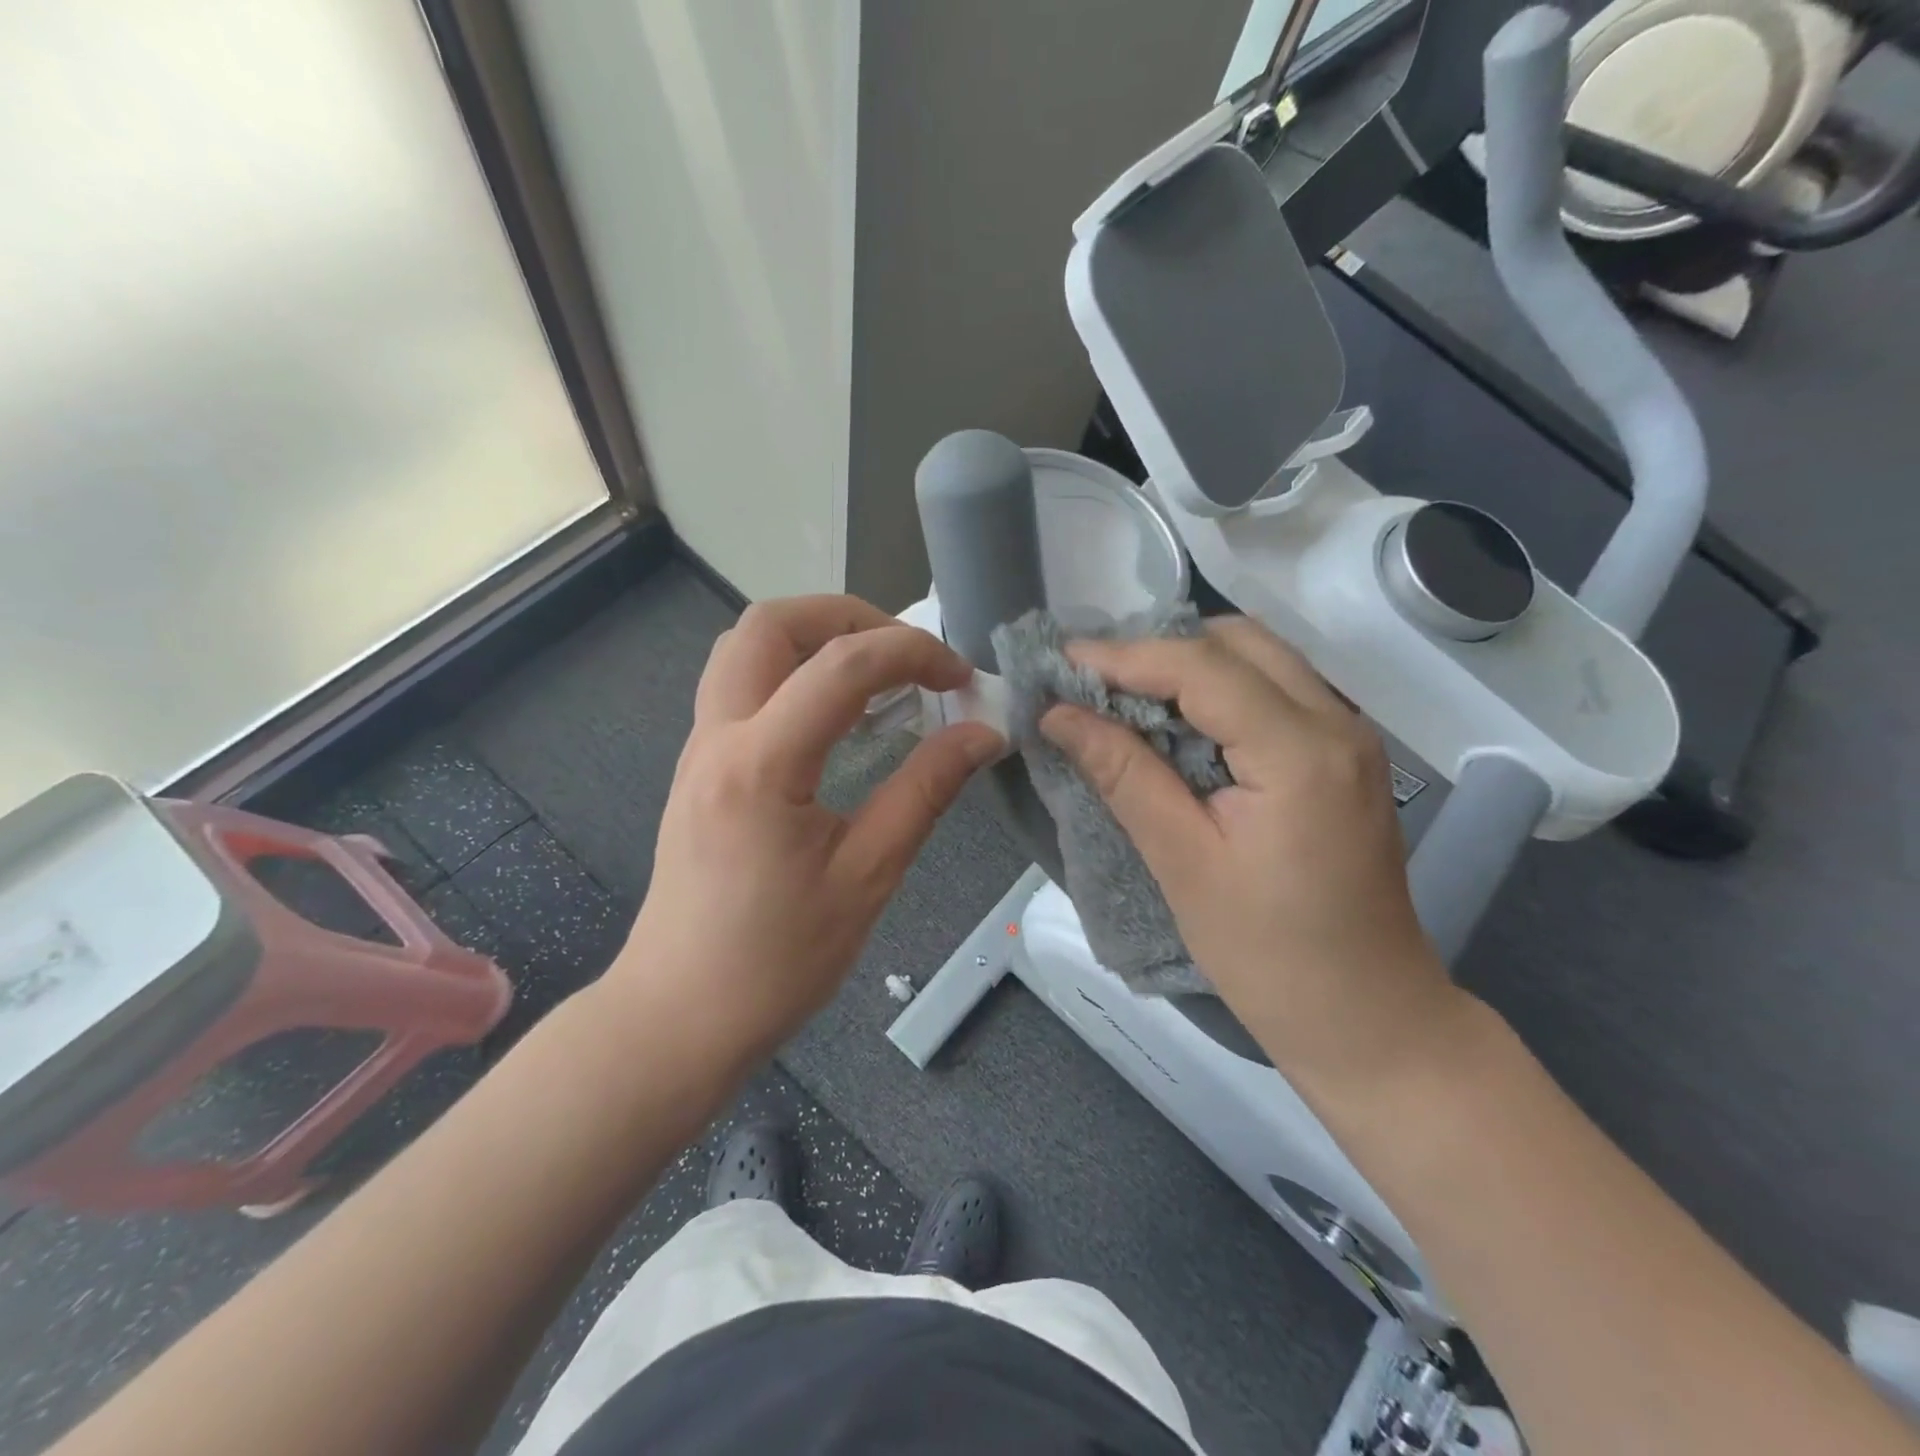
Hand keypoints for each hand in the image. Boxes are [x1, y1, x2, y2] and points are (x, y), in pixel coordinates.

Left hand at [612, 596, 1002, 1066]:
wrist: (679, 1016)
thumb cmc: (776, 961)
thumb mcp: (867, 876)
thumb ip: (926, 791)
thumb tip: (983, 733)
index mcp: (762, 763)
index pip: (842, 665)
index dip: (913, 653)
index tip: (961, 680)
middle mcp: (718, 736)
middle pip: (769, 623)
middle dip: (848, 616)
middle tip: (906, 654)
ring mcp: (700, 749)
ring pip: (745, 647)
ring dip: (813, 637)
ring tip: (876, 674)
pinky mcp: (700, 768)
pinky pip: (740, 685)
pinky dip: (793, 672)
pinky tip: (836, 716)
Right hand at [1040, 618, 1465, 1094]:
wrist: (1368, 1017)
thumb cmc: (1269, 954)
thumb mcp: (1182, 862)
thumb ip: (1123, 773)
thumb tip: (1057, 714)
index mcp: (1300, 752)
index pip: (1202, 667)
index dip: (1124, 656)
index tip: (1061, 661)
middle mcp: (1337, 723)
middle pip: (1239, 641)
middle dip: (1159, 650)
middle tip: (1094, 683)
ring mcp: (1350, 735)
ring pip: (1261, 657)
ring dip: (1190, 665)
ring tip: (1125, 698)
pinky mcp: (1345, 755)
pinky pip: (1276, 689)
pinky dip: (1220, 690)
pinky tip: (1178, 724)